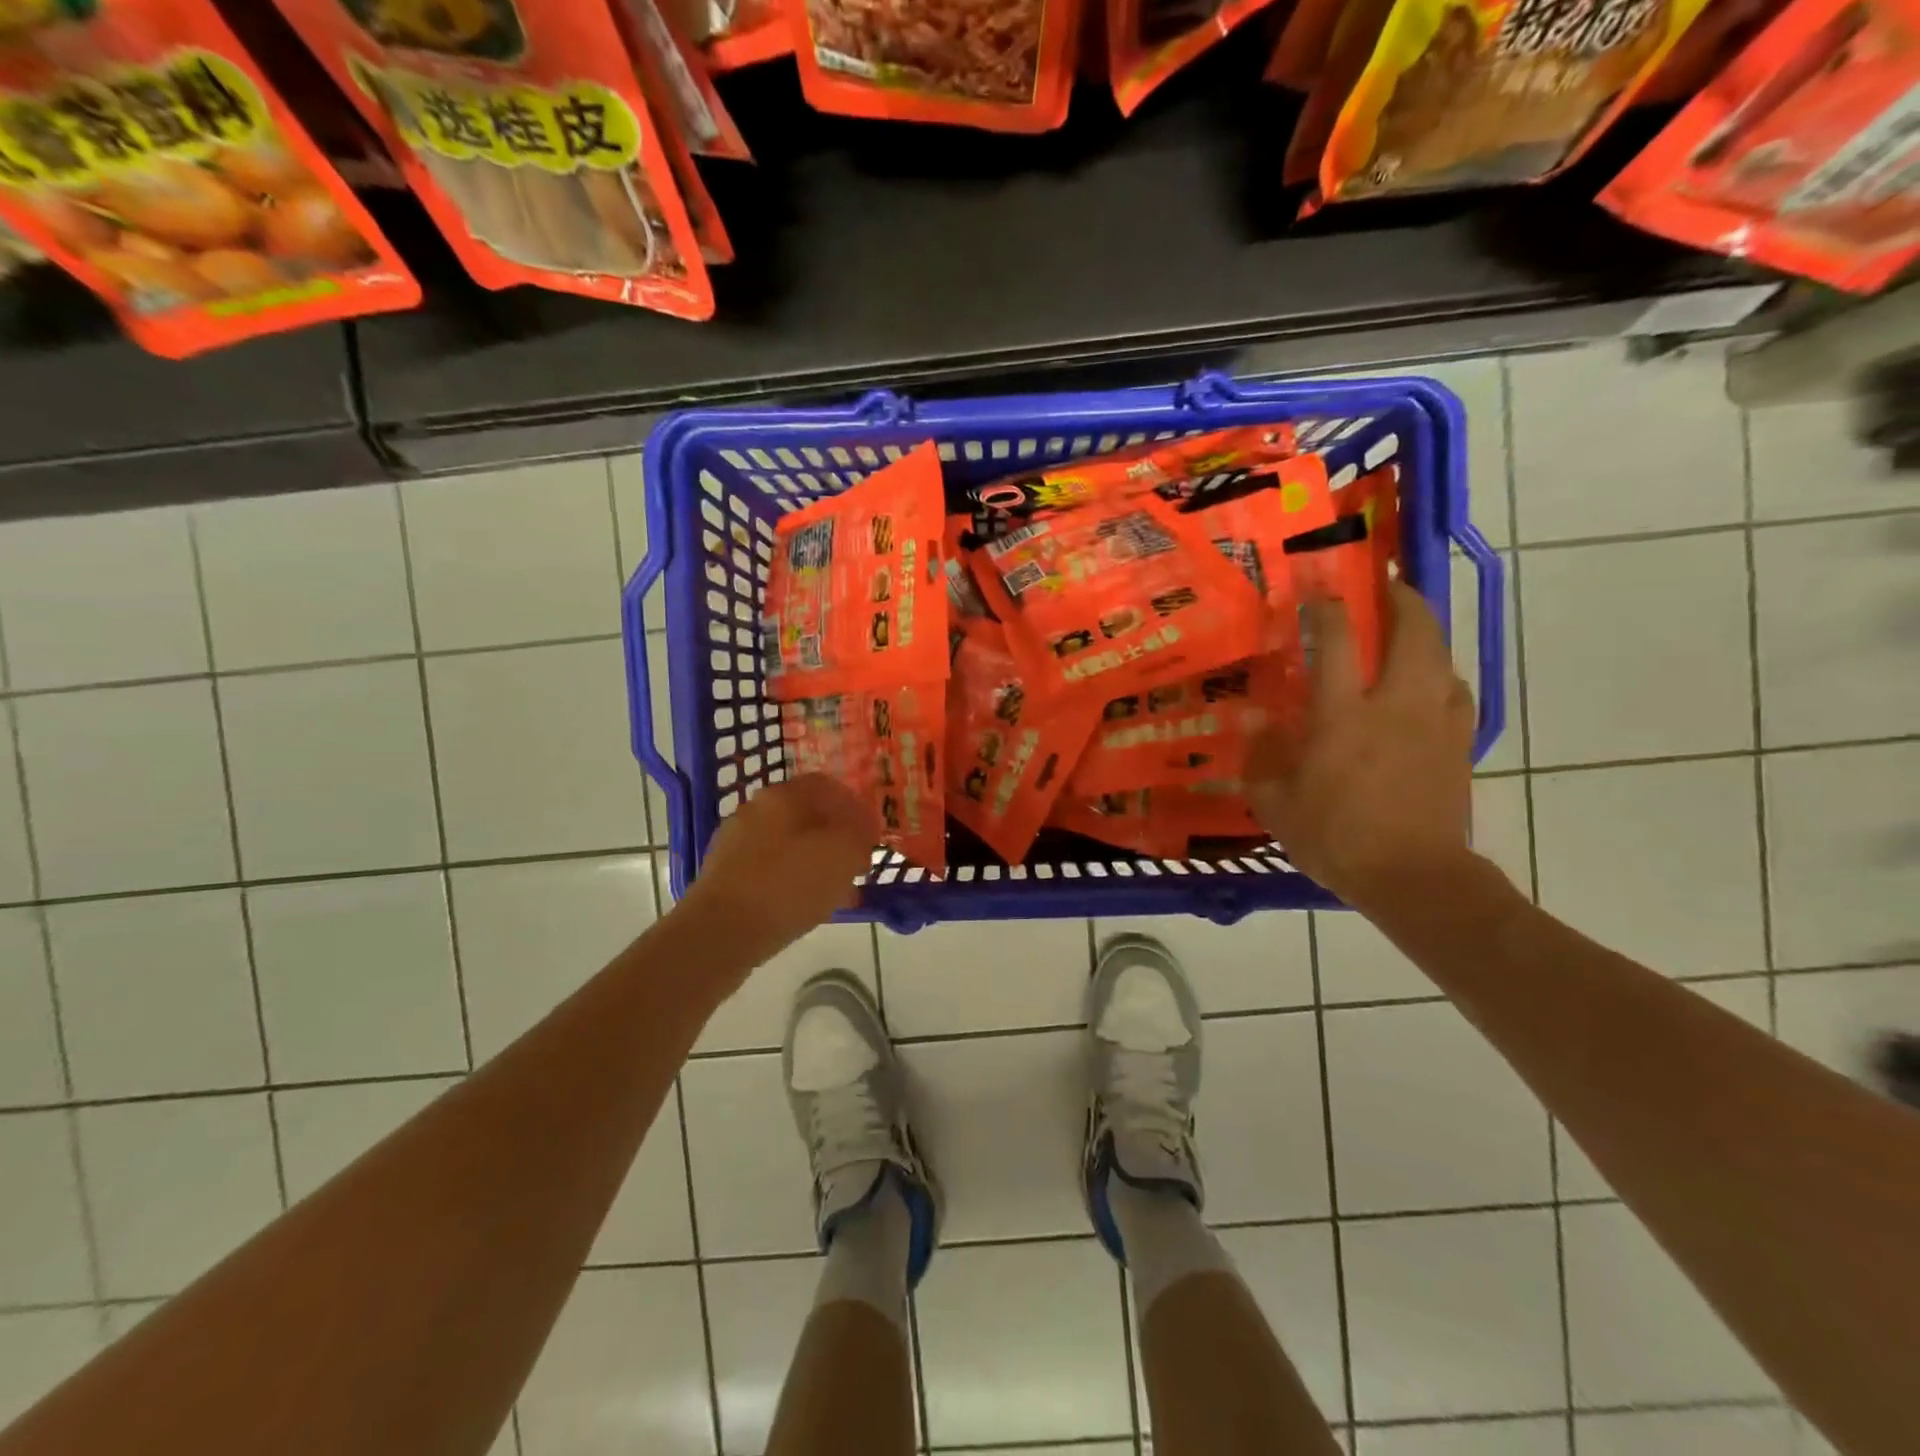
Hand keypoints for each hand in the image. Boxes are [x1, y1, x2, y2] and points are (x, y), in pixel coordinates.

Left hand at [682, 773, 879, 959]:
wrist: (720, 933)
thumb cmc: (788, 885)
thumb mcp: (843, 854)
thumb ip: (859, 835)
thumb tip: (861, 831)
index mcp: (783, 796)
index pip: (827, 786)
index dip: (855, 806)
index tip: (871, 833)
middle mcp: (756, 810)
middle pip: (807, 816)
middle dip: (837, 838)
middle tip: (858, 864)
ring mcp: (737, 843)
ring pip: (790, 845)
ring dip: (818, 863)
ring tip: (840, 892)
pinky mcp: (726, 876)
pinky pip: (772, 871)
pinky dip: (795, 882)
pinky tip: (809, 907)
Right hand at [1244, 581, 1475, 907]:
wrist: (1413, 877)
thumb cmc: (1335, 838)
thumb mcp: (1275, 803)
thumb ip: (1261, 756)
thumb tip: (1254, 719)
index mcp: (1342, 714)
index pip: (1335, 640)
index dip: (1325, 608)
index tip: (1316, 592)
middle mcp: (1394, 704)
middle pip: (1412, 631)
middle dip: (1402, 599)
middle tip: (1387, 586)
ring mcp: (1435, 721)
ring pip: (1442, 657)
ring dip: (1427, 633)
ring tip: (1409, 628)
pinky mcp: (1460, 744)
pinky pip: (1456, 692)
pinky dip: (1442, 676)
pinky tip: (1429, 685)